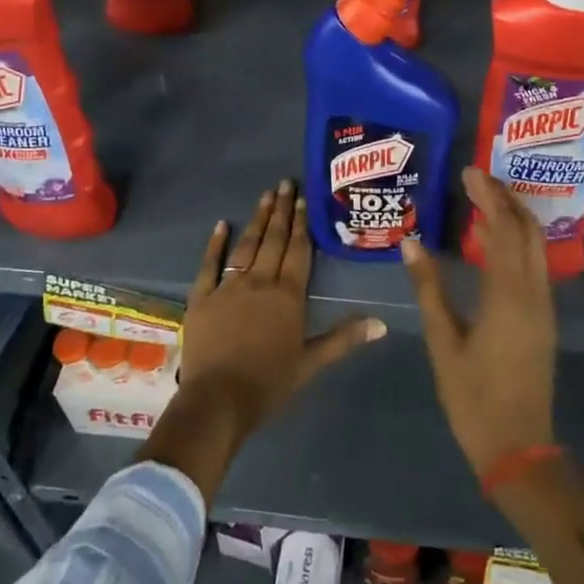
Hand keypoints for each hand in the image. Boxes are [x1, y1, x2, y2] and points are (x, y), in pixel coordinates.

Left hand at [141, 180, 384, 498]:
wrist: (218, 400)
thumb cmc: (268, 383)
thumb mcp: (311, 363)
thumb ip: (344, 338)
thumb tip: (382, 323)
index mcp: (288, 295)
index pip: (298, 251)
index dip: (302, 223)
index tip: (304, 198)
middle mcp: (259, 281)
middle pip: (274, 240)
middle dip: (282, 210)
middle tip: (285, 183)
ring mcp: (228, 287)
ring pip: (246, 246)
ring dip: (257, 220)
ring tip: (265, 196)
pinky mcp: (202, 297)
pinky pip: (209, 264)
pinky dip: (215, 244)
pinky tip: (222, 225)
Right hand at [402, 168, 556, 476]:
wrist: (518, 447)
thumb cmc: (474, 398)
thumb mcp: (443, 342)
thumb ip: (428, 289)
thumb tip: (410, 243)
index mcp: (508, 296)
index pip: (503, 230)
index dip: (488, 197)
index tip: (469, 172)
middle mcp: (534, 293)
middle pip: (528, 230)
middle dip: (505, 198)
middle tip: (476, 178)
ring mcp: (544, 306)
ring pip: (536, 246)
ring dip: (514, 217)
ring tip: (482, 199)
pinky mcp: (543, 318)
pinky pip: (534, 265)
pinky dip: (517, 242)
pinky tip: (491, 241)